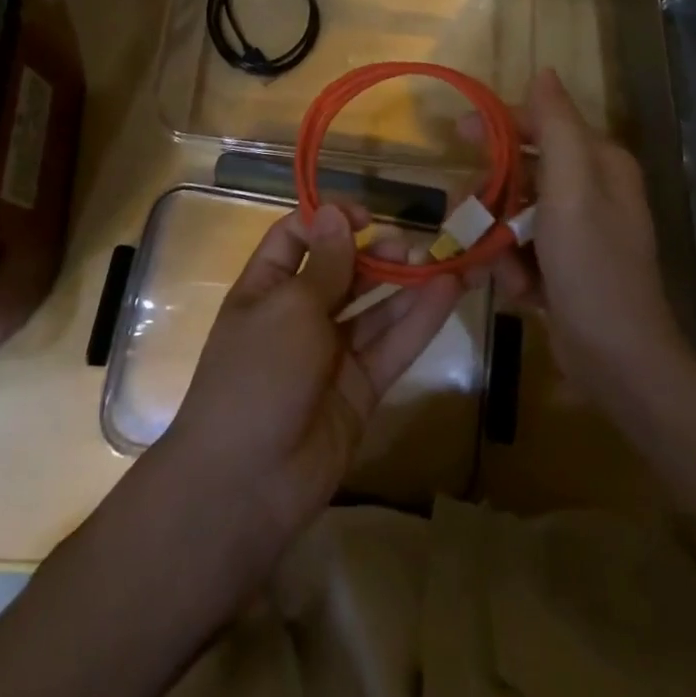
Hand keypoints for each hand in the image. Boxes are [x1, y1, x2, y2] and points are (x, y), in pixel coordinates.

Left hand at [158, 203, 463, 551]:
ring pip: (375, 307)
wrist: (247, 484)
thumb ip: (325, 265)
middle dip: (375, 252)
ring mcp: (332, 352)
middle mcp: (299, 314)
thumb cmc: (257, 375)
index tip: (364, 217)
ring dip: (406, 283)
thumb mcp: (289, 309)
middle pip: (343, 270)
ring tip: (443, 260)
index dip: (329, 221)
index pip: (297, 237)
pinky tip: (448, 291)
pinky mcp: (362, 386)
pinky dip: (420, 319)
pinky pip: (393, 344)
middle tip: (410, 247)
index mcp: (267, 287)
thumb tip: (336, 212)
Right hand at [469, 68, 689, 412]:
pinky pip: (522, 249)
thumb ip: (555, 127)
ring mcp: (577, 231)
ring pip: (514, 213)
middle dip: (492, 197)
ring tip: (500, 267)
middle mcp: (591, 190)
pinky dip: (512, 266)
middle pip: (522, 171)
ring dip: (499, 240)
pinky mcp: (564, 266)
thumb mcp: (572, 188)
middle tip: (468, 215)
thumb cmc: (592, 266)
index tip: (455, 133)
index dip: (498, 125)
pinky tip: (518, 291)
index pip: (541, 124)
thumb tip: (544, 71)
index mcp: (599, 163)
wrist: (617, 360)